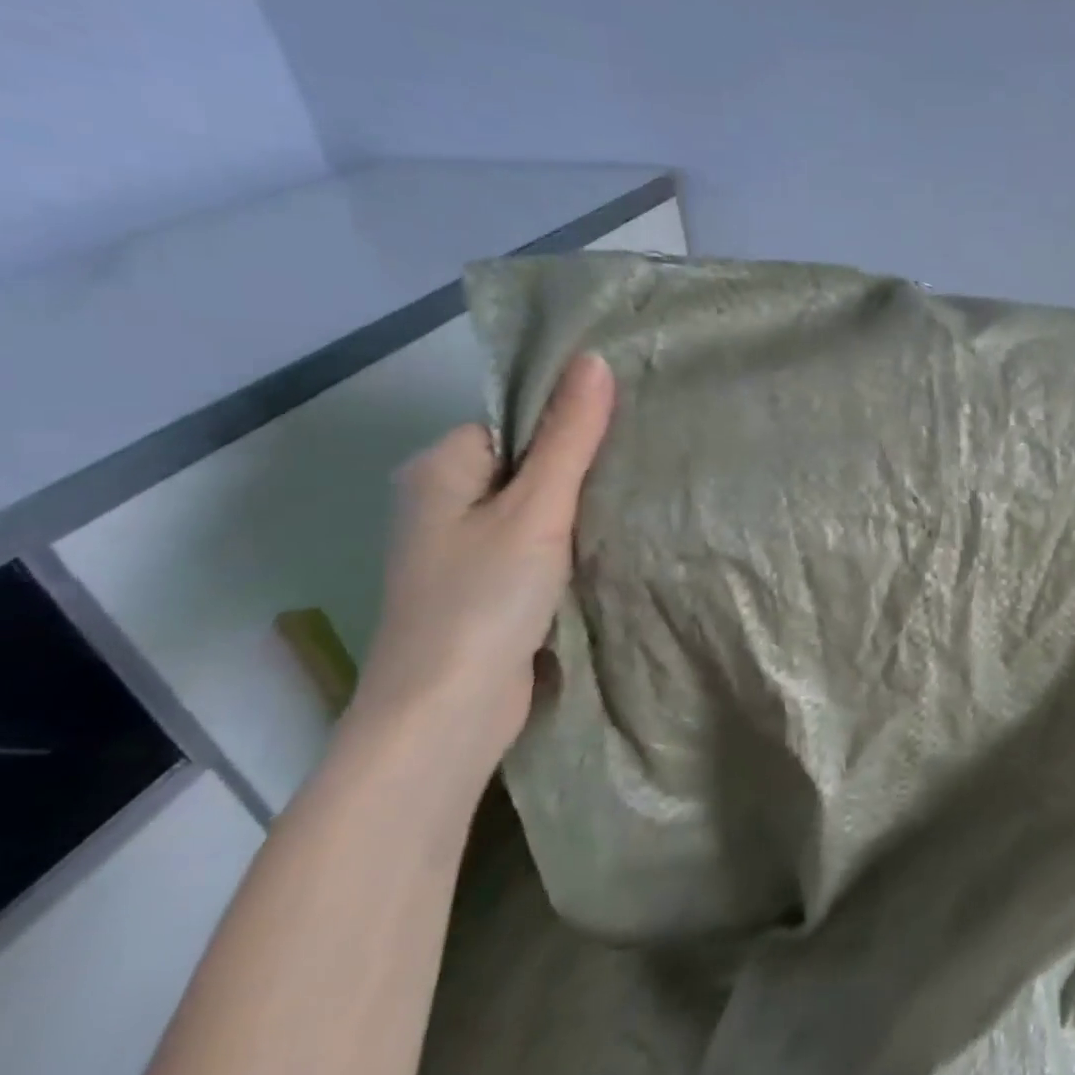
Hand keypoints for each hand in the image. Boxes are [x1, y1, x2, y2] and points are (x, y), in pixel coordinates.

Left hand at [340, 353, 614, 794]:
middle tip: (635, 471)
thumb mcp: (536, 509)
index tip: (618, 437)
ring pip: (532, 509)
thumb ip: (569, 437)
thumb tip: (595, 359)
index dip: (562, 427)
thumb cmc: (484, 599)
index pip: (511, 421)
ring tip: (630, 506)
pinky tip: (603, 550)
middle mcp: (441, 503)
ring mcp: (460, 551)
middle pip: (523, 464)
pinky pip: (532, 546)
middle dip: (576, 470)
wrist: (446, 715)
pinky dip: (566, 546)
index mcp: (438, 469)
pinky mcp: (484, 589)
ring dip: (575, 512)